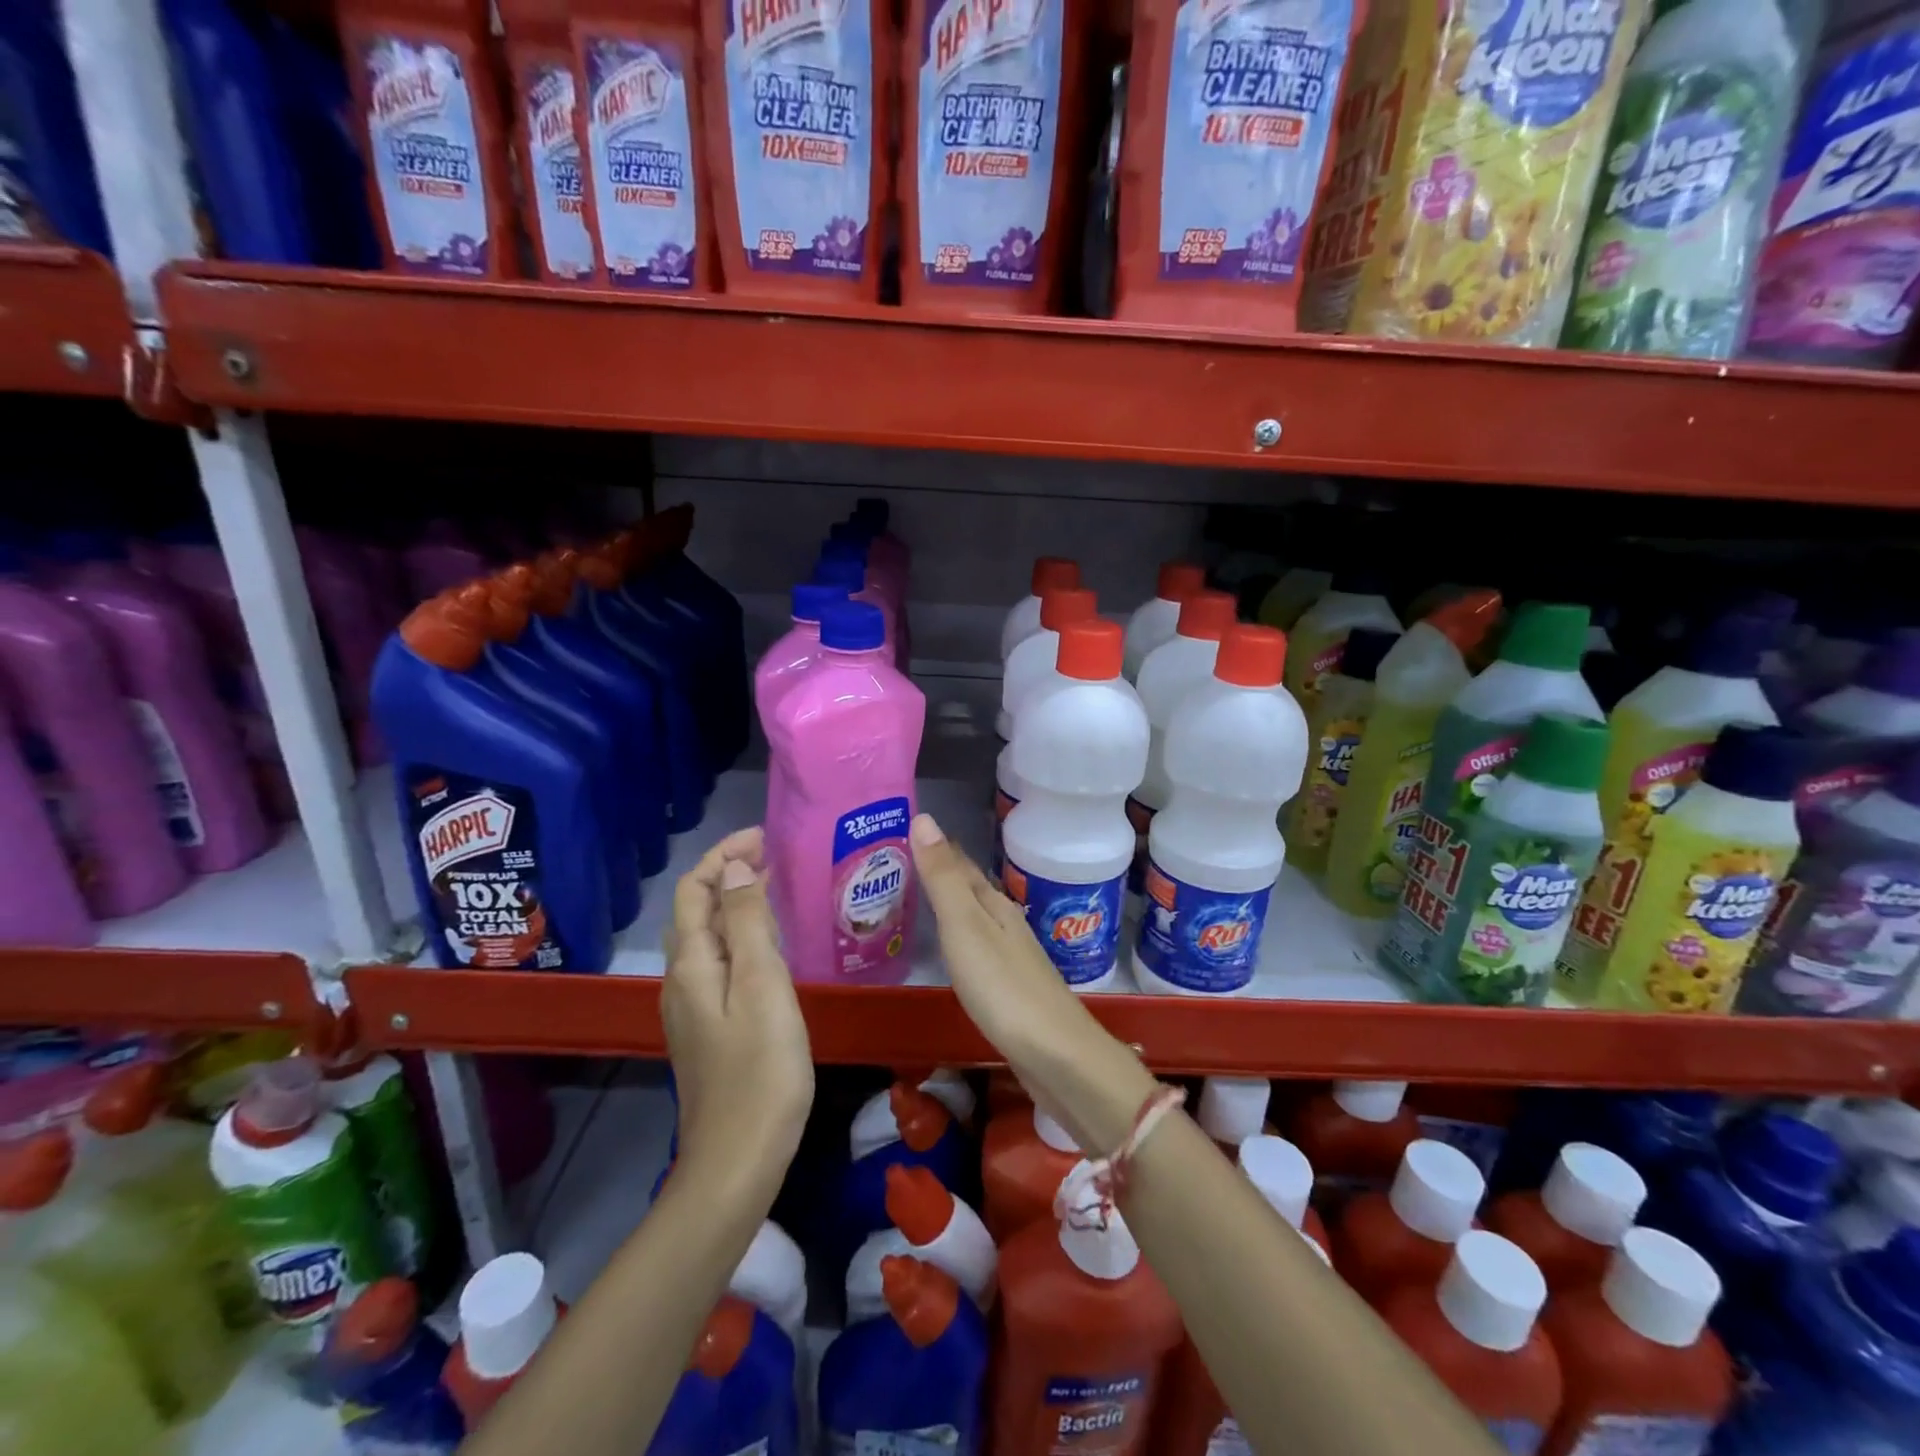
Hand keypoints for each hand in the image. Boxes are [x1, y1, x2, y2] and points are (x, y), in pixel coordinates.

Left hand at [664, 827, 813, 1185]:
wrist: (738, 1160)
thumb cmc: (760, 1070)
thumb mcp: (762, 987)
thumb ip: (747, 925)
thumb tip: (734, 870)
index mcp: (692, 965)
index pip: (694, 890)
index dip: (723, 856)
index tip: (764, 837)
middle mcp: (683, 980)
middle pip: (696, 911)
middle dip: (730, 874)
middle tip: (777, 858)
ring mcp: (694, 1008)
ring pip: (709, 938)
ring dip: (736, 905)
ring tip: (777, 891)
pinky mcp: (710, 1029)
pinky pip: (720, 964)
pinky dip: (741, 937)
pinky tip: (770, 947)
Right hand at [908, 814, 1154, 1153]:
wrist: (1055, 1055)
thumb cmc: (1002, 987)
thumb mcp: (964, 926)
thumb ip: (943, 878)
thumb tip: (924, 818)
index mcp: (994, 905)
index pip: (961, 865)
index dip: (936, 847)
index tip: (908, 829)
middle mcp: (1006, 924)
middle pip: (971, 890)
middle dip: (943, 874)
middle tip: (903, 861)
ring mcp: (1013, 958)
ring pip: (977, 919)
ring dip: (953, 906)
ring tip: (922, 900)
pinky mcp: (1013, 991)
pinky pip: (979, 951)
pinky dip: (961, 941)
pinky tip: (955, 952)